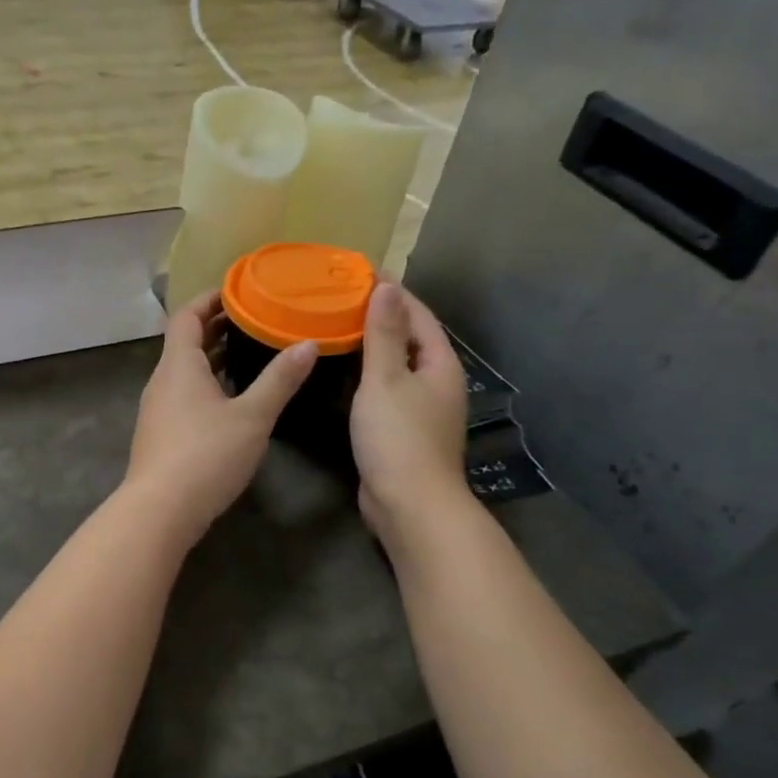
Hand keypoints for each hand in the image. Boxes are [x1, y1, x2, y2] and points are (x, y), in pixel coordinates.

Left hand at [124, 292, 316, 542]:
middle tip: (252, 319)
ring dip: (211, 358)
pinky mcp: (159, 434)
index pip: (187, 316)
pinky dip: (205, 384)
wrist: (160, 510)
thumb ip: (279, 379)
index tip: (238, 290)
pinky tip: (229, 400)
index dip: (209, 299)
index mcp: (179, 365)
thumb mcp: (252, 416)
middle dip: (215, 327)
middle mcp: (162, 380)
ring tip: (246, 353)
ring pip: (183, 371)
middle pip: (184, 342)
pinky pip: (182, 394)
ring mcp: (156, 409)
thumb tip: (308, 343)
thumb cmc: (206, 455)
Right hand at [350, 283, 475, 547]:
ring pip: (397, 365)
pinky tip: (343, 373)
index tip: (362, 273)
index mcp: (439, 364)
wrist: (409, 504)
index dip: (393, 292)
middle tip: (343, 298)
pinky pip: (386, 389)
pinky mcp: (404, 430)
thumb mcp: (385, 379)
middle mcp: (436, 382)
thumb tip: (387, 287)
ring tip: (338, 327)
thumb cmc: (398, 437)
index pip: (418, 315)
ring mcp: (422, 409)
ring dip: (373, 345)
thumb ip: (383, 333)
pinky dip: (367, 374)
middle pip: (409, 338)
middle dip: (382, 316)